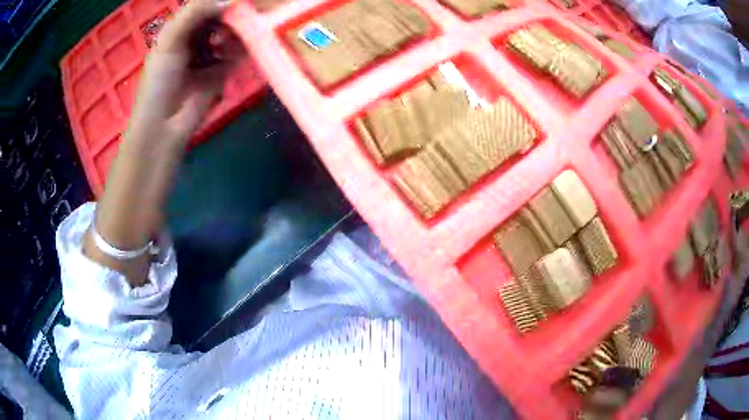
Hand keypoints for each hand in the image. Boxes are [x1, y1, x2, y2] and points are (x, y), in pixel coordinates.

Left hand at [128, 0, 245, 147]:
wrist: (164, 125)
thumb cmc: (159, 82)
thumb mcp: (170, 40)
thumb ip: (194, 13)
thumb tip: (229, 0)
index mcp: (181, 27)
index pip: (204, 5)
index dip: (219, 0)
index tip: (236, 0)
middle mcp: (198, 36)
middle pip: (222, 15)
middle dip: (233, 12)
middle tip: (244, 12)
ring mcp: (212, 51)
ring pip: (233, 29)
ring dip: (237, 29)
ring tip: (229, 38)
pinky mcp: (224, 68)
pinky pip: (239, 49)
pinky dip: (243, 45)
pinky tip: (238, 47)